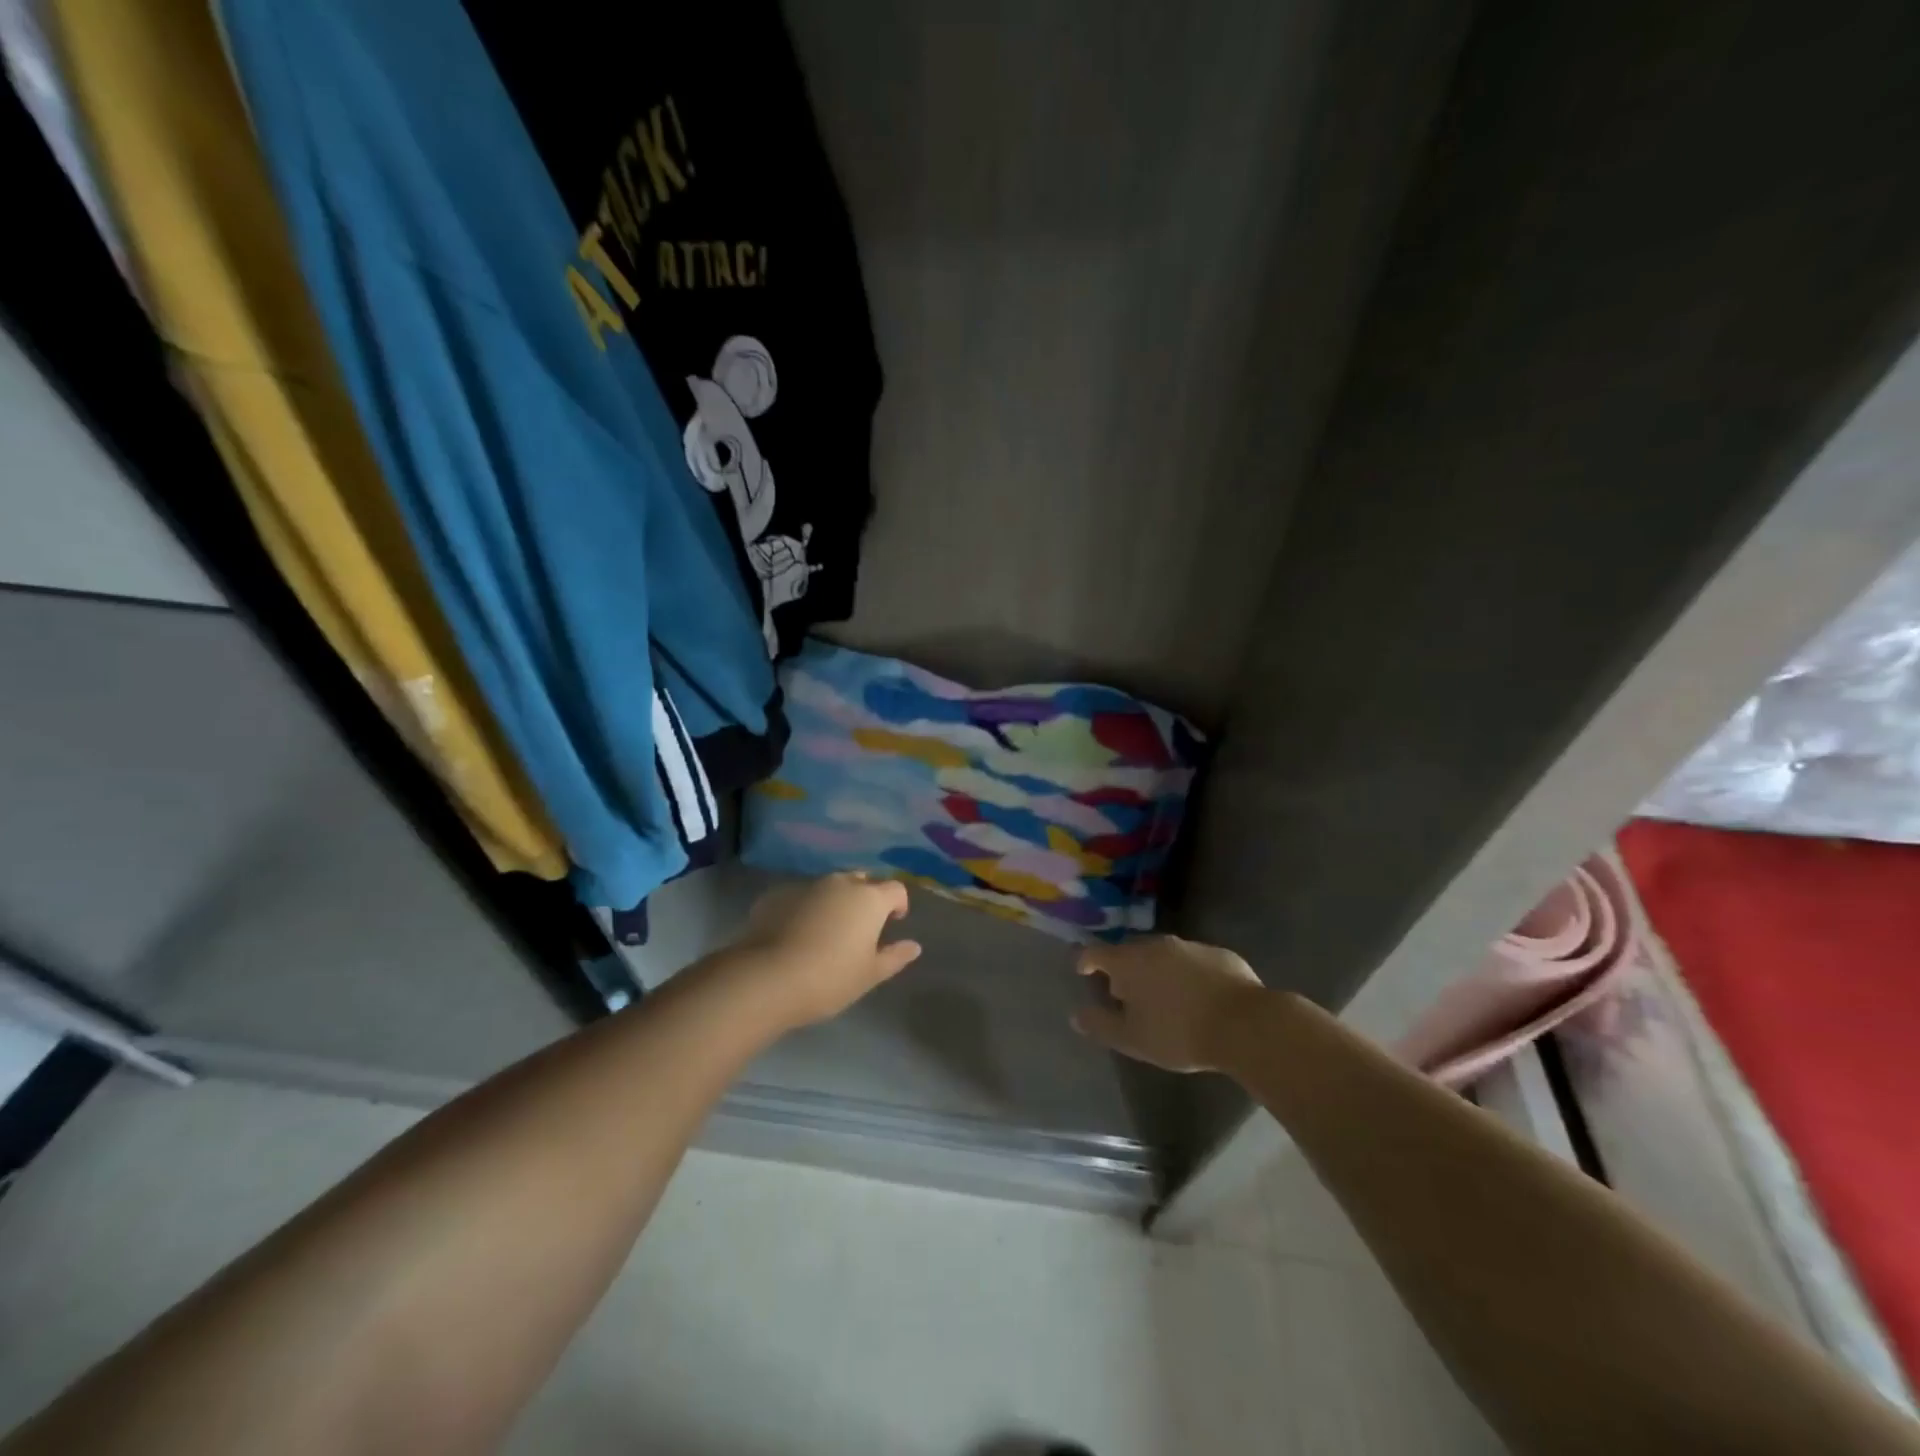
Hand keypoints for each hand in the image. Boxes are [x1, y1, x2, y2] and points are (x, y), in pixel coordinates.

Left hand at [726, 872, 922, 1028]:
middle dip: (866, 898)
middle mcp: (840, 883)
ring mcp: (806, 886)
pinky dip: (805, 908)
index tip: (894, 922)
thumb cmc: (829, 978)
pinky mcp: (776, 895)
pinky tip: (795, 934)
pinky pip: (800, 897)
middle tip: (860, 927)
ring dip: (834, 902)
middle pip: (862, 882)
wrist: (767, 978)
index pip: (895, 889)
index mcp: (869, 899)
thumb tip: (914, 946)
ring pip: (829, 887)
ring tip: (826, 931)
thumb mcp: (869, 974)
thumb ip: (894, 957)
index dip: (899, 904)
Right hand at [1072, 935, 1265, 1071]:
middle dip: (1124, 968)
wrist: (1245, 1025)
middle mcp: (1157, 944)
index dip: (1085, 960)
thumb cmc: (1179, 1033)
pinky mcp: (1221, 954)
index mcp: (1129, 961)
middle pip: (1130, 951)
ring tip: (1162, 996)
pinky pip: (1194, 961)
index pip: (1096, 952)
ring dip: (1157, 970)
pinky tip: (1197, 997)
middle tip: (1124, 992)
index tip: (1083, 971)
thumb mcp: (1133, 1039)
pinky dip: (1187, 974)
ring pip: (1164, 954)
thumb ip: (1101, 1025)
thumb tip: (1076, 1015)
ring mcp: (1191, 946)